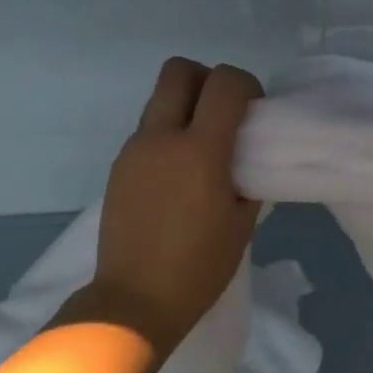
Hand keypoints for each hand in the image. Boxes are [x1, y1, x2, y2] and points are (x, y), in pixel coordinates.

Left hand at [82, 58, 263, 355]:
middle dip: (206, 80)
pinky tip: (176, 177)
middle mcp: (161, 138)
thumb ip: (248, 179)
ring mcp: (133, 150)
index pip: (224, 82)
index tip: (253, 111)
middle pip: (179, 71)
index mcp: (200, 150)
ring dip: (184, 109)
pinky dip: (167, 136)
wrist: (135, 300)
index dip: (246, 85)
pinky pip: (146, 131)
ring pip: (159, 100)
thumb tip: (244, 158)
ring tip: (200, 152)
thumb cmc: (199, 268)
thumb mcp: (242, 224)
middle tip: (223, 115)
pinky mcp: (118, 167)